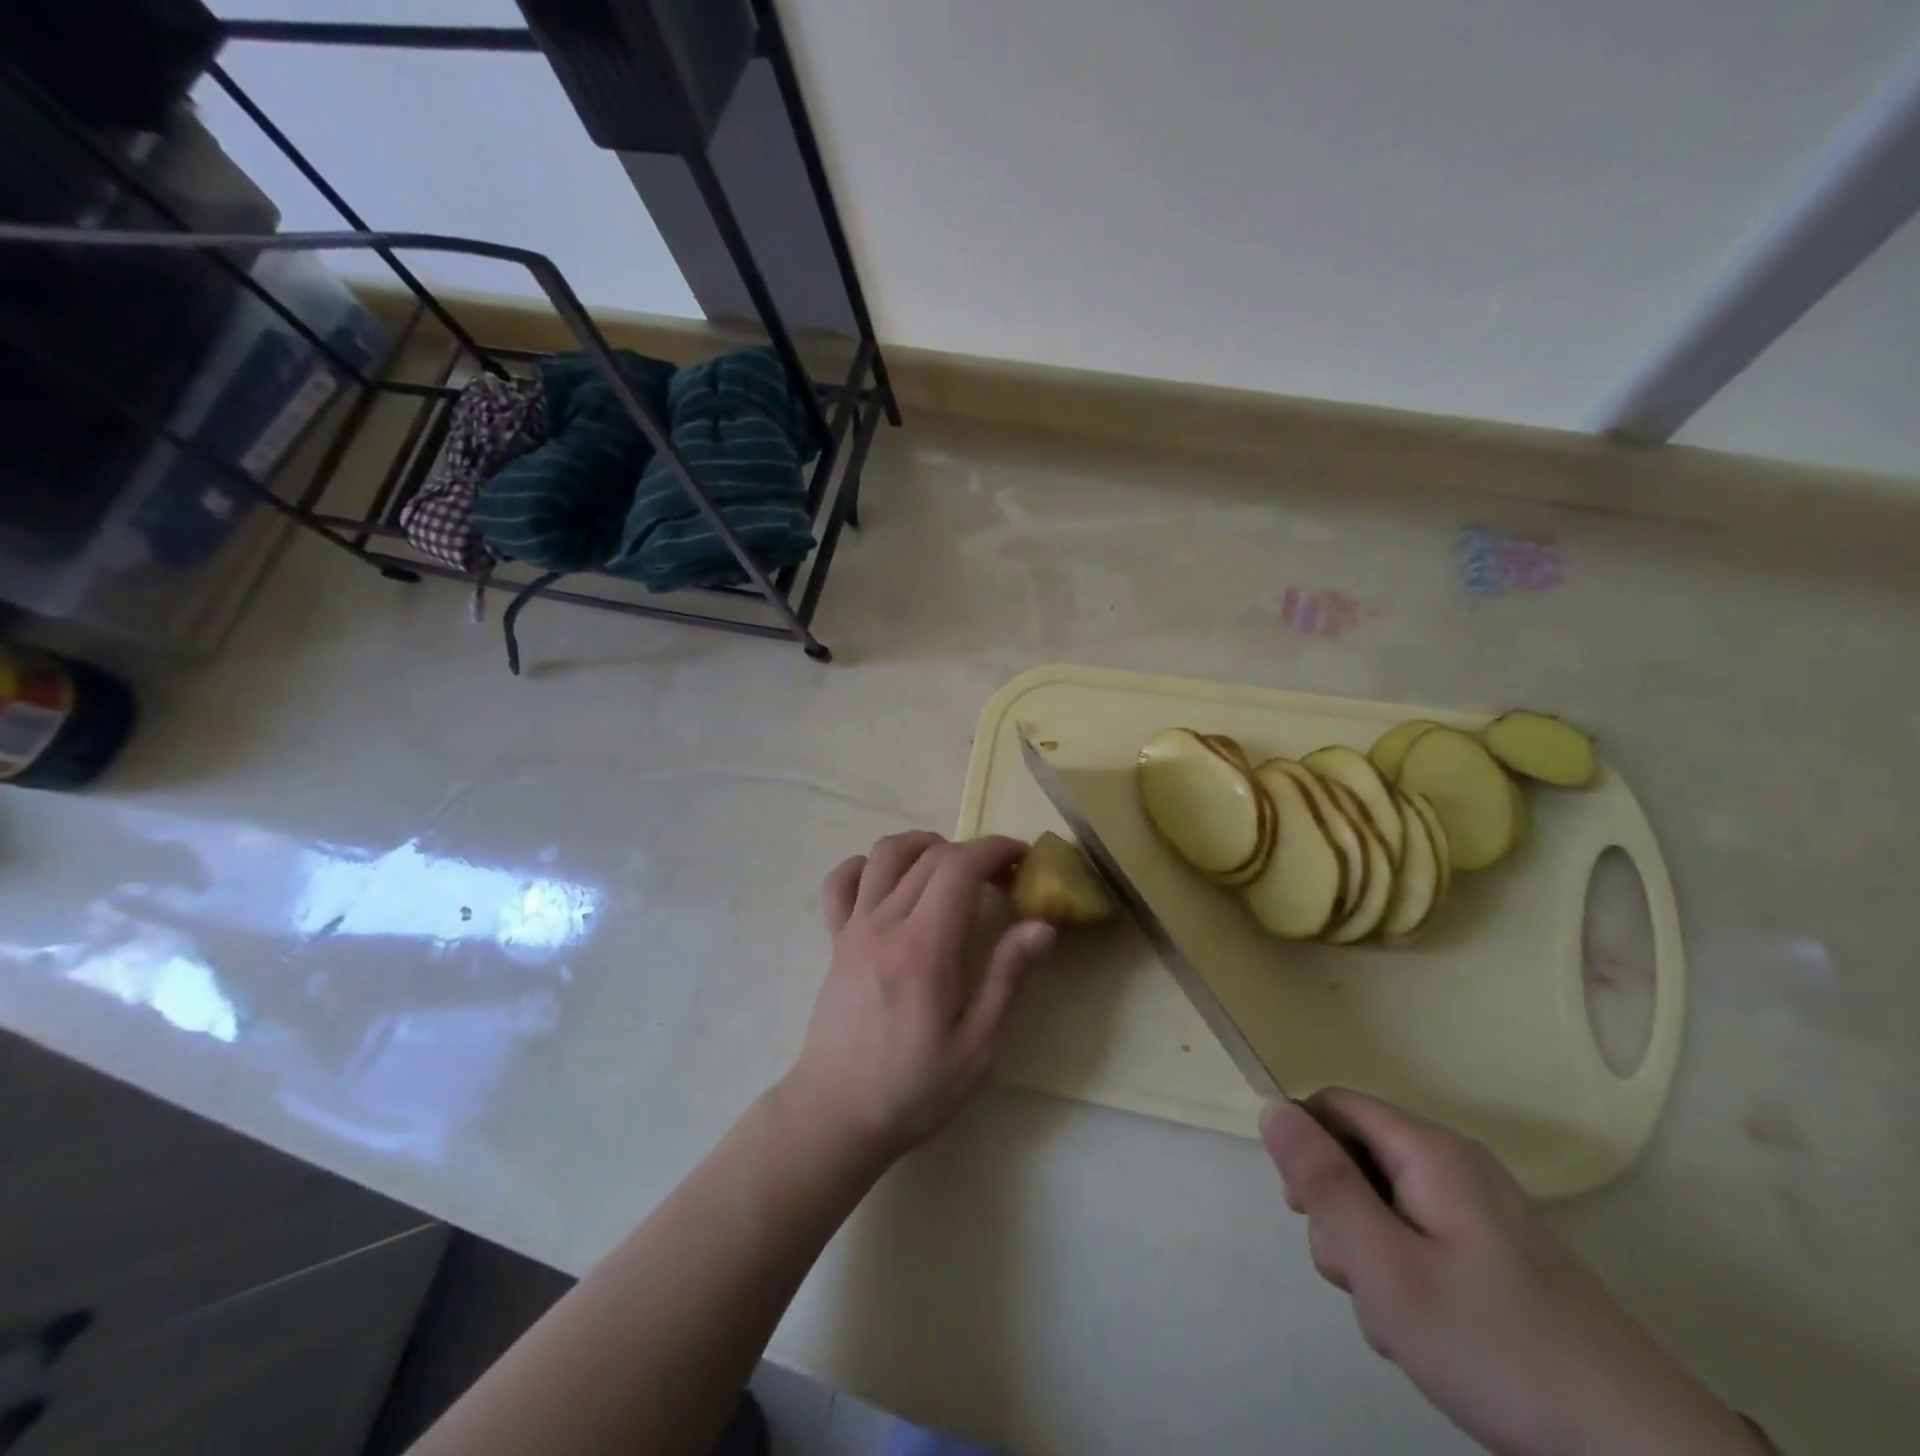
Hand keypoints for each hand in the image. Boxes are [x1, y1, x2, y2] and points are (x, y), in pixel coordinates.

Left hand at [778, 832, 1054, 1169]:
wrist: (835, 1115)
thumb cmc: (914, 1089)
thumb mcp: (977, 1046)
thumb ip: (1007, 977)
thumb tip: (1042, 925)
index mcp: (924, 947)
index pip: (960, 867)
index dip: (995, 850)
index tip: (1022, 859)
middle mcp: (885, 923)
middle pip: (930, 855)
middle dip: (973, 852)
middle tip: (1002, 877)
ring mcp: (853, 928)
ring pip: (884, 854)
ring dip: (923, 846)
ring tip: (951, 869)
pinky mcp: (835, 940)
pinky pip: (841, 881)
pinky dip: (867, 867)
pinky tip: (890, 883)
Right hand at [1261, 1090, 1766, 1455]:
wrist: (1642, 1452)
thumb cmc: (1494, 1344)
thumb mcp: (1384, 1264)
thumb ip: (1321, 1182)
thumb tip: (1269, 1107)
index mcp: (1428, 1150)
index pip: (1333, 1106)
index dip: (1305, 1146)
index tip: (1305, 1210)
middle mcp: (1455, 1165)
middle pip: (1358, 1157)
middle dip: (1339, 1216)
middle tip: (1361, 1277)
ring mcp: (1481, 1213)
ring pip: (1385, 1206)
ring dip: (1371, 1257)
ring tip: (1400, 1319)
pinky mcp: (1498, 1257)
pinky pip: (1422, 1240)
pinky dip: (1408, 1278)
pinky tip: (1430, 1333)